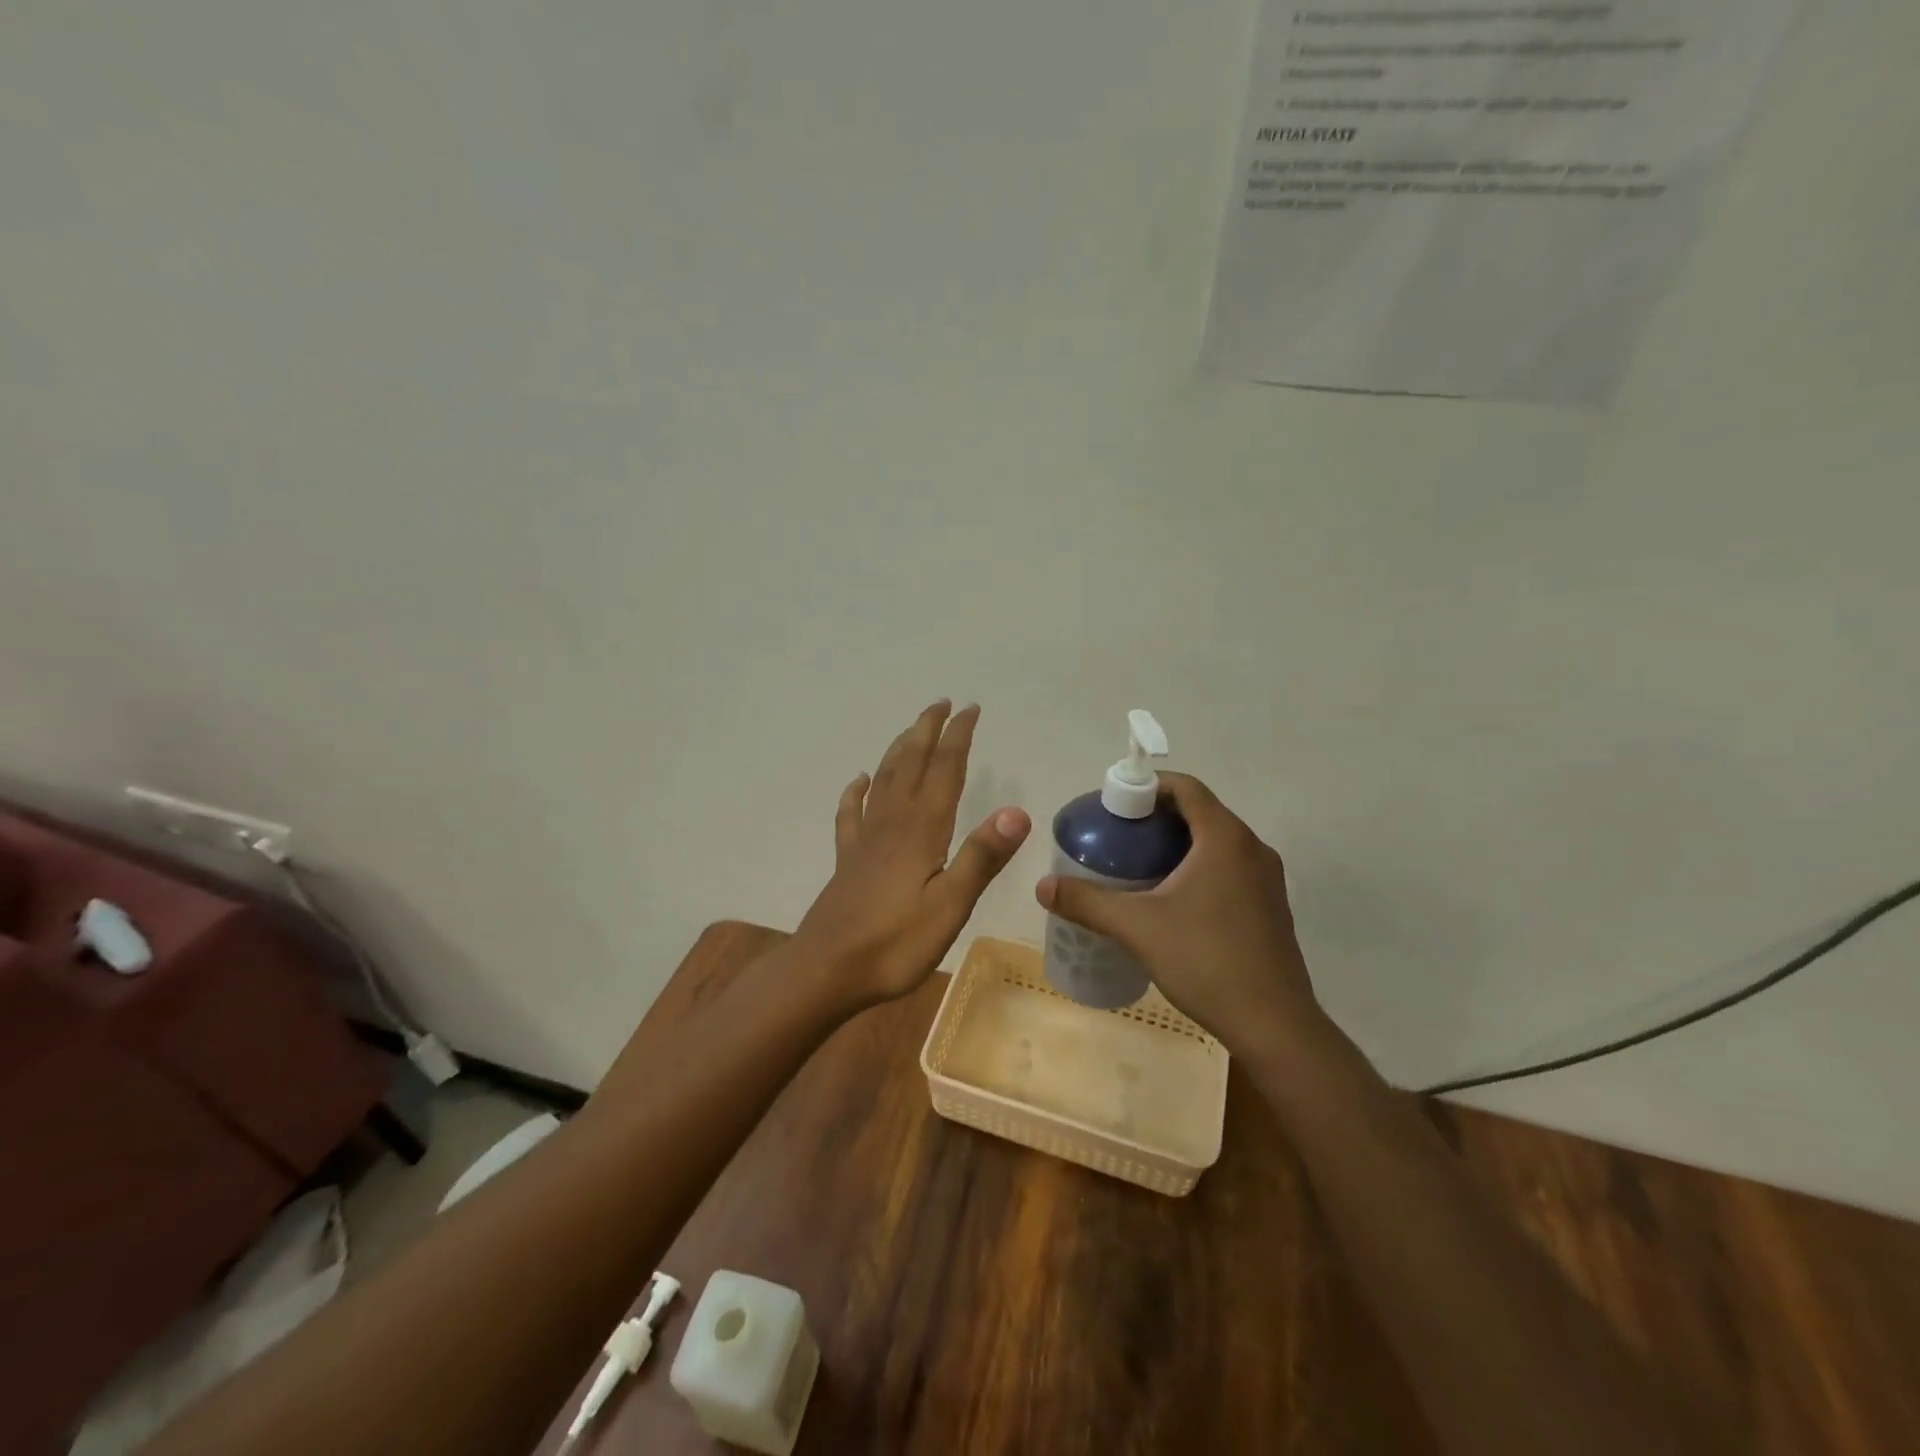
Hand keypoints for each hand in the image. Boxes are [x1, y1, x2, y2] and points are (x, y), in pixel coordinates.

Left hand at [795, 701, 1030, 1009]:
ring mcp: (865, 841)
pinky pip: (850, 814)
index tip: (970, 709)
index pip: (944, 771)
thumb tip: (1018, 811)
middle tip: (942, 704)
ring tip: (911, 729)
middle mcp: (892, 824)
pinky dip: (856, 791)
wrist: (826, 971)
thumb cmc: (894, 944)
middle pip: (910, 764)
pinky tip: (858, 780)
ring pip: (883, 780)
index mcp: (921, 831)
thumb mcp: (950, 906)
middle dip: (927, 731)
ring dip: (898, 749)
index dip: (958, 738)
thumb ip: (982, 857)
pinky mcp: (847, 860)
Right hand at [1036, 772, 1321, 1057]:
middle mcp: (1252, 848)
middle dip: (1156, 817)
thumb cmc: (1206, 961)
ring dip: (1177, 844)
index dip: (1148, 786)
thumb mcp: (1138, 928)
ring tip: (1137, 865)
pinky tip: (1170, 900)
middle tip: (1117, 837)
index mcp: (1225, 838)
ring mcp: (1266, 879)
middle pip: (1200, 812)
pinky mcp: (1269, 906)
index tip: (1115, 805)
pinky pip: (1228, 867)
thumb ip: (1088, 902)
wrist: (1274, 1025)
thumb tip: (1043, 886)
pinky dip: (1197, 867)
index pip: (1186, 787)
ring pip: (1215, 842)